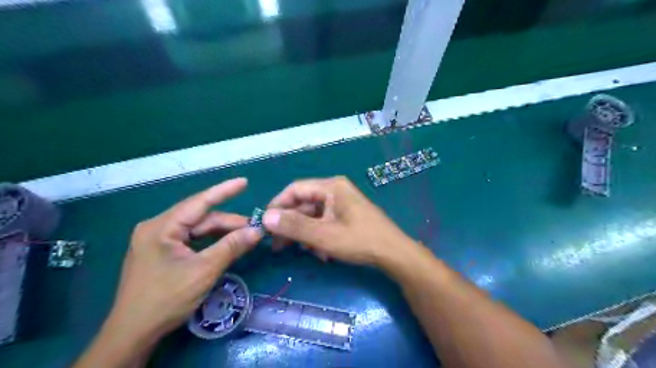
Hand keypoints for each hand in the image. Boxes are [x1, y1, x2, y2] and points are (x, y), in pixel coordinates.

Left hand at [106, 179, 260, 341]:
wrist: (133, 333)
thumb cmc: (166, 299)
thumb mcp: (204, 271)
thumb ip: (231, 247)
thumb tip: (258, 231)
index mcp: (161, 227)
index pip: (199, 202)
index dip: (224, 191)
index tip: (244, 181)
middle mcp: (158, 228)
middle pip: (200, 218)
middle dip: (228, 222)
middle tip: (254, 228)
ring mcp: (159, 240)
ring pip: (198, 229)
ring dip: (222, 232)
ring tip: (245, 236)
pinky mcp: (163, 252)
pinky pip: (192, 240)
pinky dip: (211, 241)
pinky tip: (227, 244)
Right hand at [263, 175, 419, 266]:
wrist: (394, 254)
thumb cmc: (360, 241)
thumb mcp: (324, 236)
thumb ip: (294, 226)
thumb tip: (265, 218)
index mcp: (331, 187)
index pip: (295, 190)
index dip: (277, 206)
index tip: (265, 225)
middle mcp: (335, 191)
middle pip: (303, 203)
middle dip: (290, 224)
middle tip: (277, 245)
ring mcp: (342, 203)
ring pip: (313, 215)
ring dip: (305, 233)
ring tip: (302, 252)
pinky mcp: (346, 215)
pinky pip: (324, 222)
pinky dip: (318, 236)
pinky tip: (320, 253)